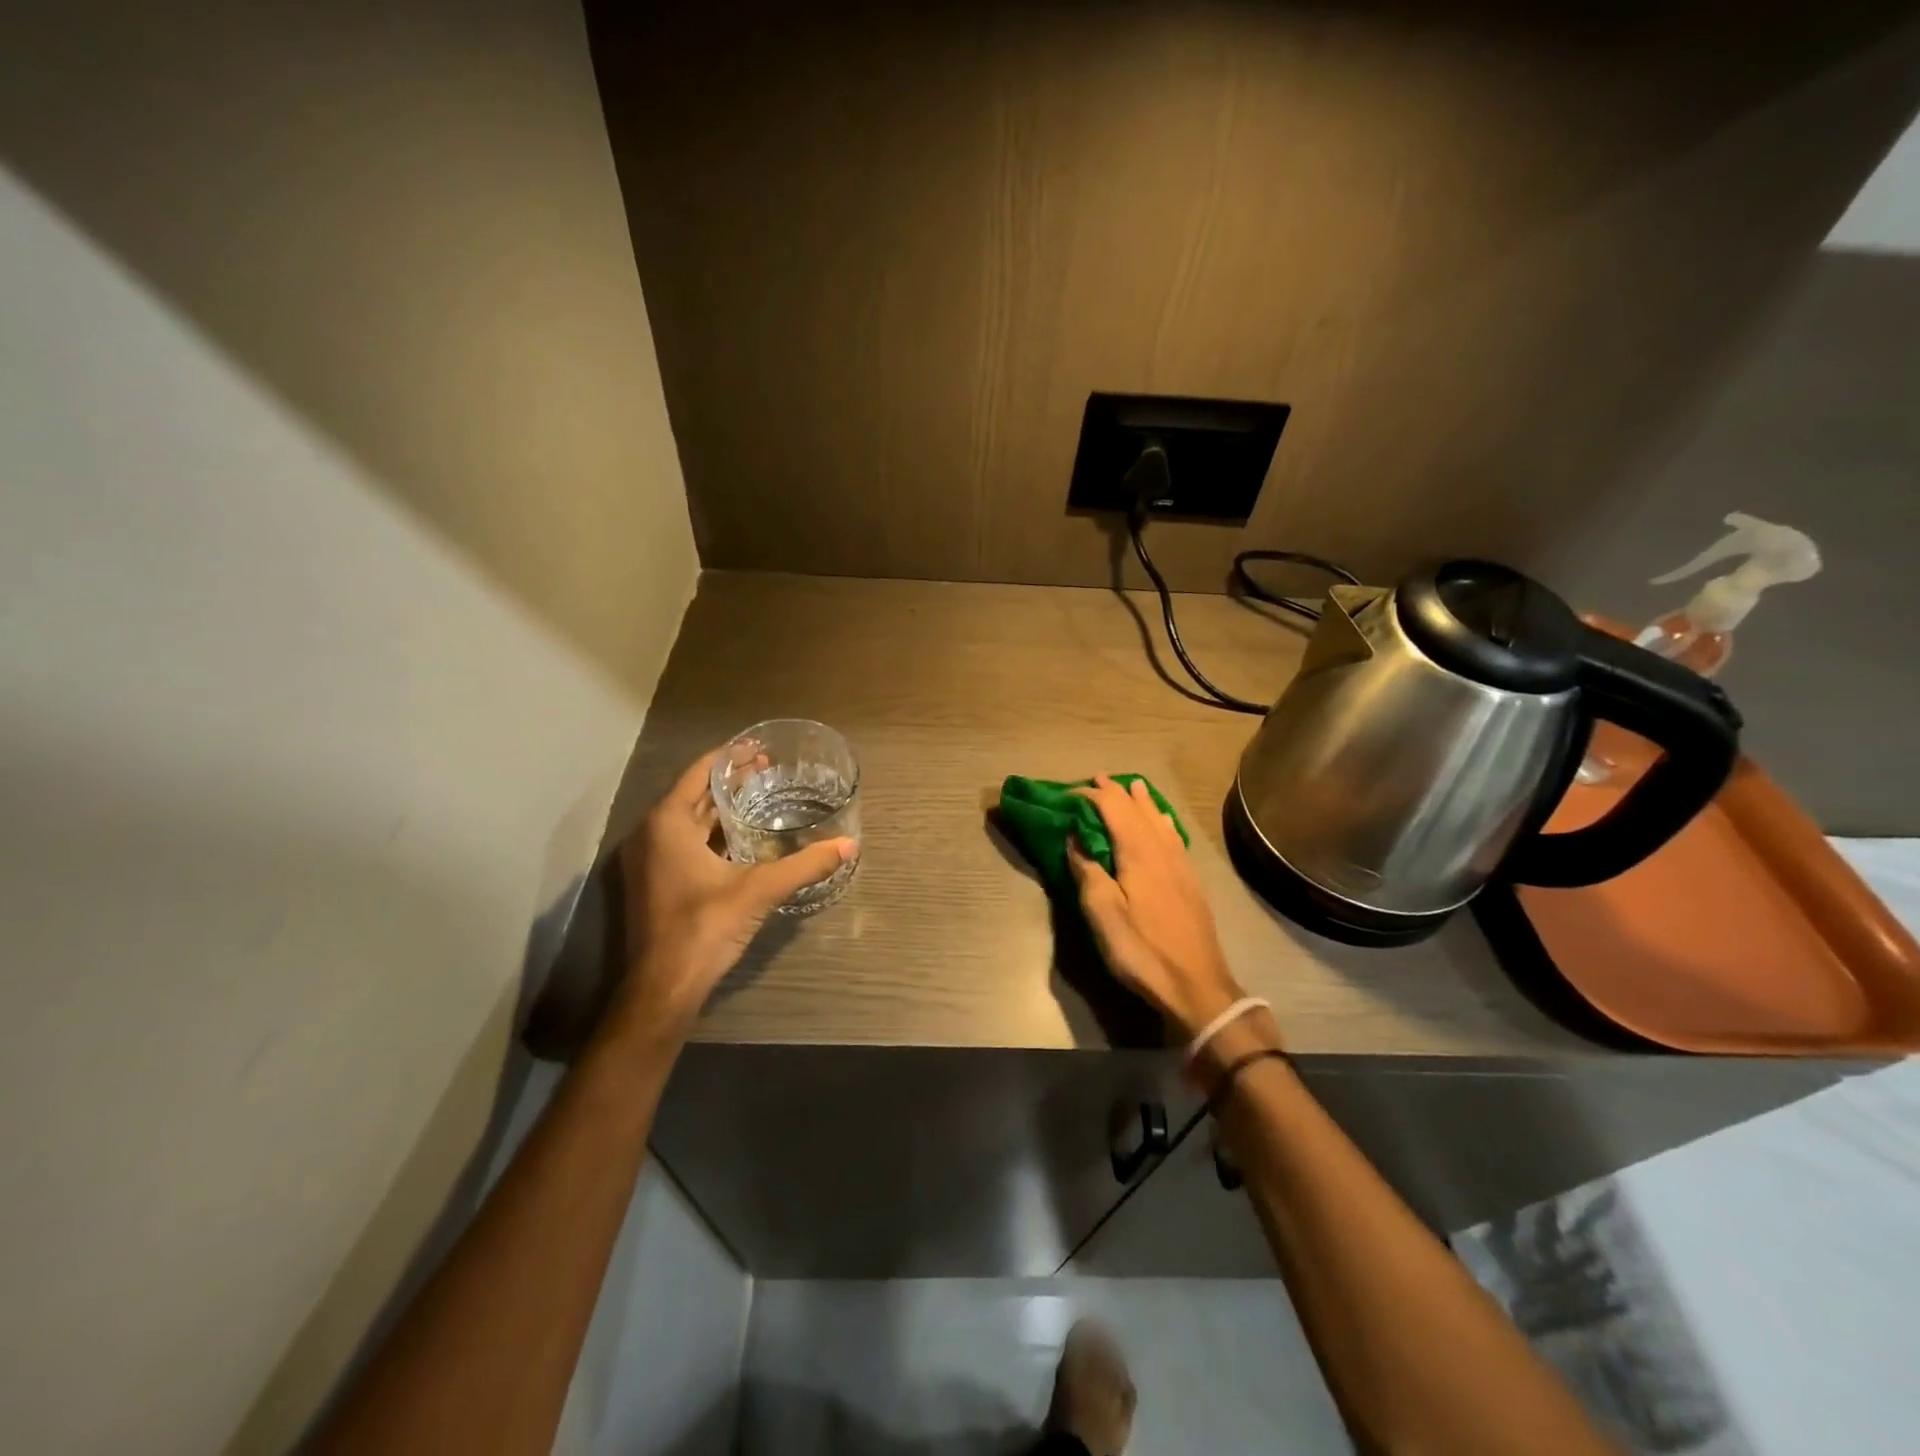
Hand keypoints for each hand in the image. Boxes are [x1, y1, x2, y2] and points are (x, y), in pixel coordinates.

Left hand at [614, 750, 855, 1037]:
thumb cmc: (704, 927)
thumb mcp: (760, 890)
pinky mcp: (653, 882)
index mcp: (667, 823)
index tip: (761, 749)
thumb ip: (805, 864)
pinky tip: (742, 838)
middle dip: (731, 781)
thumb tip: (850, 845)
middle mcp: (650, 833)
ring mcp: (648, 860)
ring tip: (760, 797)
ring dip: (721, 808)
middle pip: (694, 794)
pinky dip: (711, 832)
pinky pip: (684, 842)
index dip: (731, 757)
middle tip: (769, 771)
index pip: (701, 772)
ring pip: (688, 820)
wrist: (664, 987)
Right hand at [1067, 776, 1244, 1038]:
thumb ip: (1087, 871)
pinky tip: (1164, 822)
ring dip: (1141, 802)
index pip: (1114, 809)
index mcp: (1139, 853)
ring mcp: (1180, 865)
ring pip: (1159, 821)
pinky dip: (1162, 821)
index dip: (1091, 796)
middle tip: (1097, 779)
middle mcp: (1162, 850)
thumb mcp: (1103, 914)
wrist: (1196, 986)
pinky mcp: (1190, 882)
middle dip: (1116, 792)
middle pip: (1138, 810)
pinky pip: (1174, 837)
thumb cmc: (1142, 950)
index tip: (1068, 794)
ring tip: (1133, 787)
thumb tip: (1075, 839)